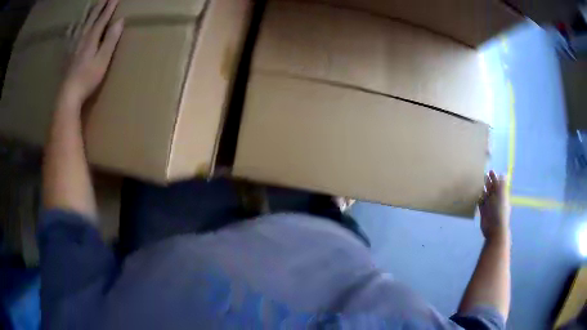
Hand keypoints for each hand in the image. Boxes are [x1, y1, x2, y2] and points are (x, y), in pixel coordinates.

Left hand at [58, 0, 122, 109]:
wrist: (68, 95)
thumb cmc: (88, 78)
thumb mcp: (103, 60)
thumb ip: (111, 40)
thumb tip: (120, 21)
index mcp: (92, 38)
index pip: (103, 18)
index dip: (110, 6)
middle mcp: (81, 37)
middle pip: (91, 18)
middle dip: (99, 6)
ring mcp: (72, 45)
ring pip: (80, 24)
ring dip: (87, 13)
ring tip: (91, 5)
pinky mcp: (66, 55)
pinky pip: (69, 36)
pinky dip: (71, 28)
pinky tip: (72, 25)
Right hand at [479, 171, 510, 241]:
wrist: (495, 229)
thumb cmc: (499, 211)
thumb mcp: (502, 196)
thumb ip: (502, 185)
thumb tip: (503, 174)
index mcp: (501, 195)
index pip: (497, 184)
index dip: (494, 177)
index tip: (490, 170)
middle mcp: (495, 199)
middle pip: (491, 188)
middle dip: (488, 181)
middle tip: (482, 174)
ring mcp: (489, 206)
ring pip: (485, 195)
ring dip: (482, 189)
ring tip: (477, 183)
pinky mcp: (483, 212)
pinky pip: (480, 203)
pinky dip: (478, 198)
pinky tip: (475, 194)